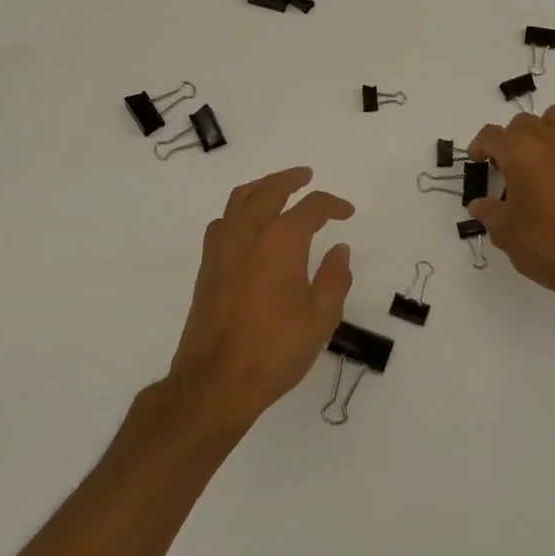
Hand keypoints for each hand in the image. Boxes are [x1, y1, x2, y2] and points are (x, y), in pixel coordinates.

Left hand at [165, 167, 354, 436]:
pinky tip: (247, 225)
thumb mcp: (321, 316)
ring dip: (262, 187)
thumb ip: (334, 277)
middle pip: (270, 189)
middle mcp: (249, 231)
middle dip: (291, 179)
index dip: (333, 205)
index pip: (312, 207)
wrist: (216, 379)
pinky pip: (223, 221)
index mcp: (282, 239)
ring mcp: (222, 246)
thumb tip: (339, 250)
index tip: (347, 213)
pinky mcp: (207, 265)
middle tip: (307, 176)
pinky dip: (239, 211)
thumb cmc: (276, 347)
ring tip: (276, 190)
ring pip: (240, 199)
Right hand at [467, 106, 554, 304]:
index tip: (478, 161)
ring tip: (540, 156)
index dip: (480, 146)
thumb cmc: (545, 245)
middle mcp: (548, 141)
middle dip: (510, 139)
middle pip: (523, 122)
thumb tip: (479, 204)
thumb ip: (489, 212)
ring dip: (543, 130)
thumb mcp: (504, 232)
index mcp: (519, 153)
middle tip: (507, 165)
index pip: (491, 135)